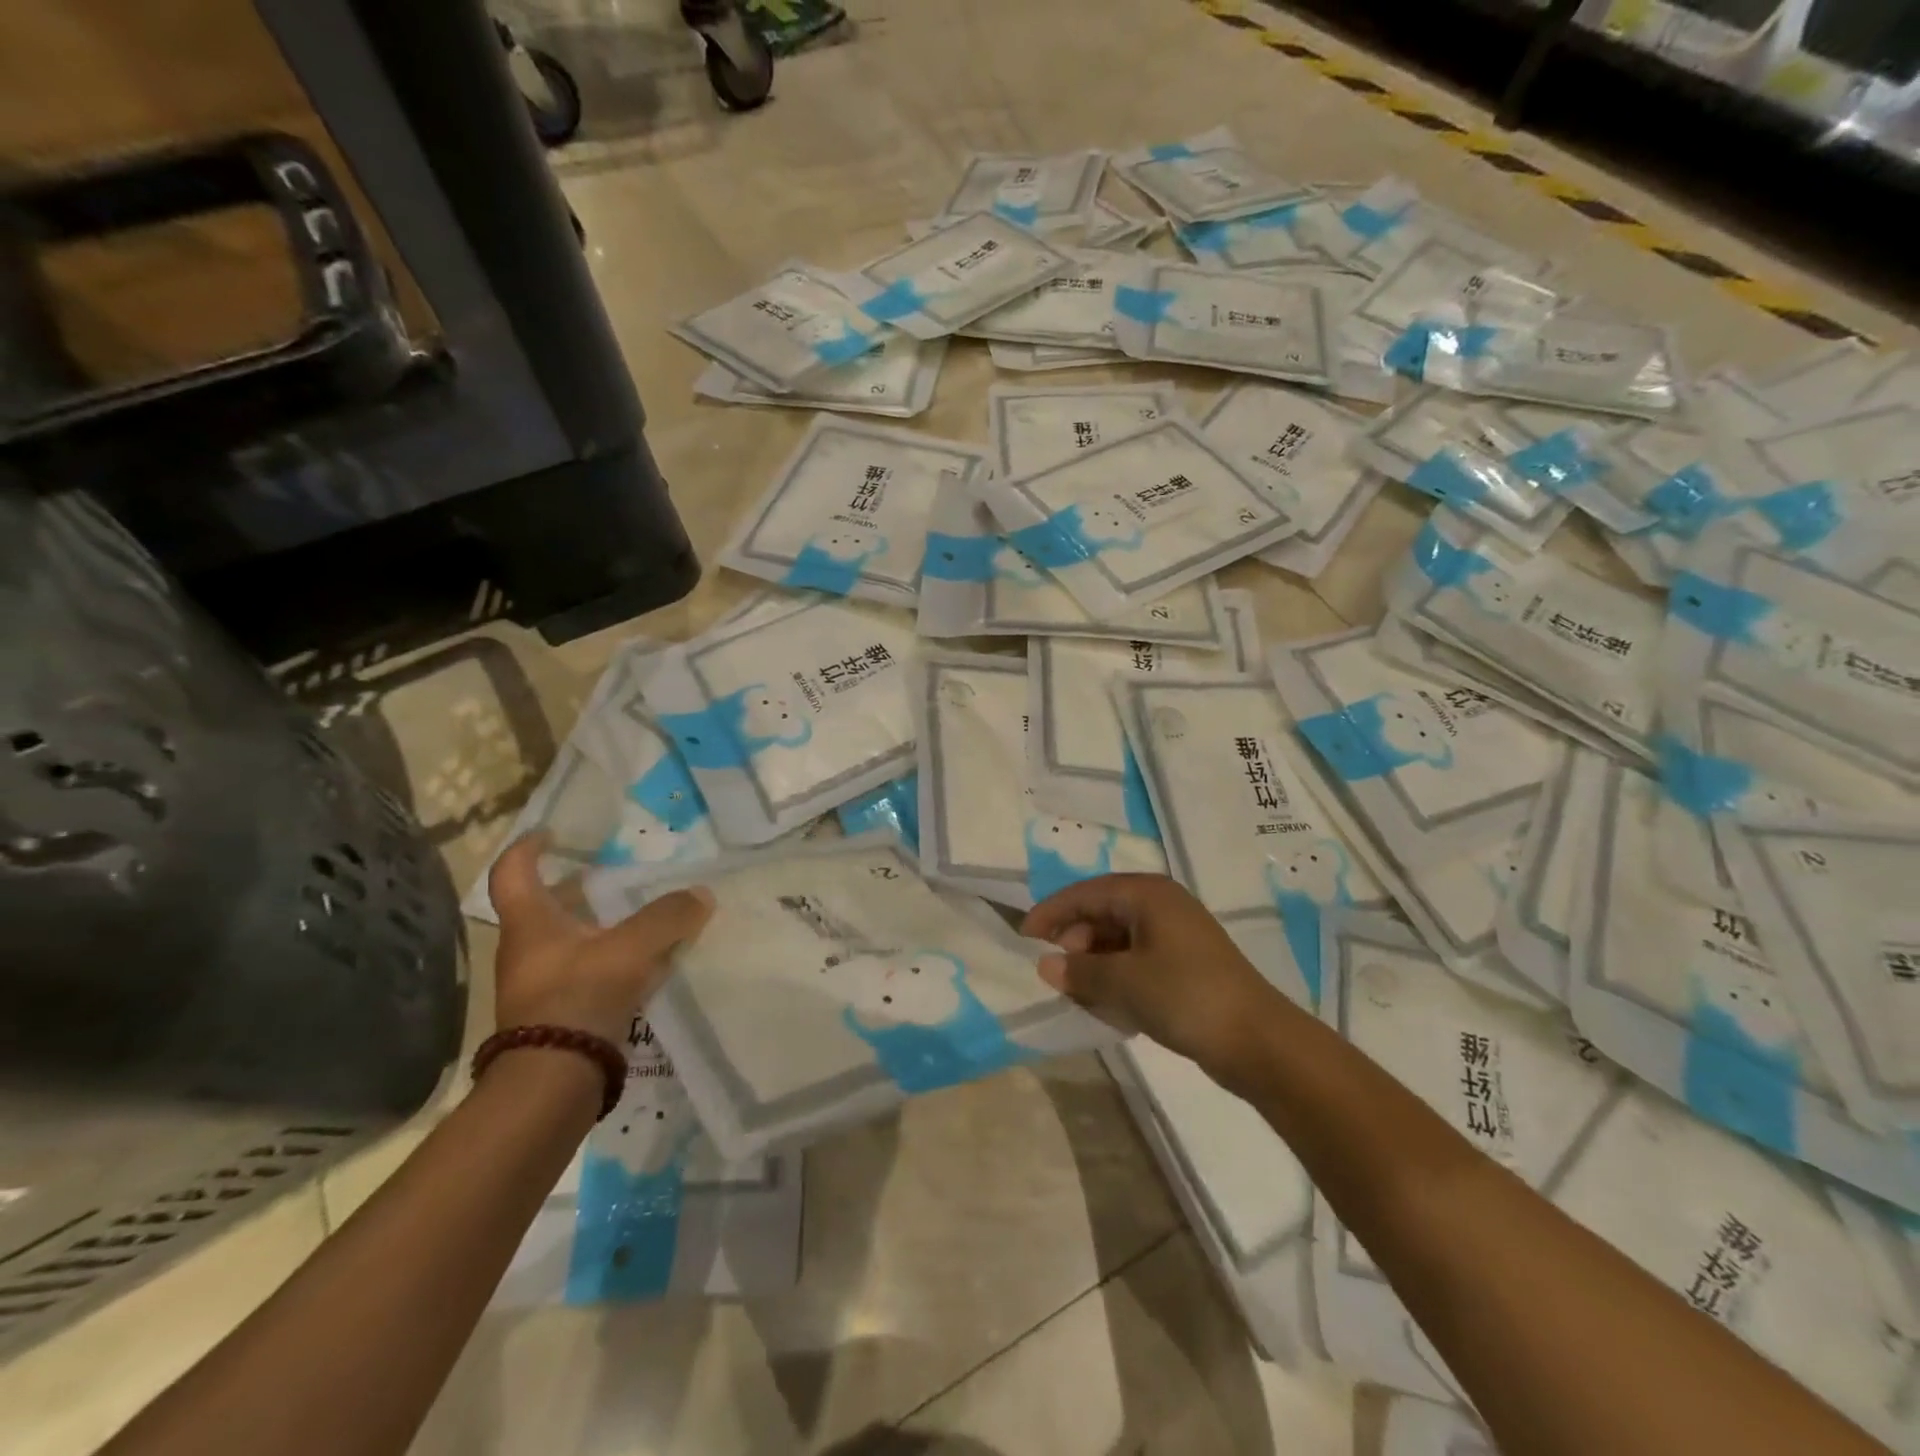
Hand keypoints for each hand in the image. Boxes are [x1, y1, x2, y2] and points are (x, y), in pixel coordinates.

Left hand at [487, 833, 713, 1044]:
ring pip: (570, 941)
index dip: (529, 847)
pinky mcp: (558, 1014)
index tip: (552, 833)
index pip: (515, 872)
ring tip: (640, 918)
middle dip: (578, 890)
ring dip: (599, 926)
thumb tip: (700, 895)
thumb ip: (668, 917)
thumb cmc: (580, 997)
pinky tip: (645, 964)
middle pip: (546, 908)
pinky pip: (586, 972)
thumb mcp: (631, 948)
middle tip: (614, 878)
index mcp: (532, 923)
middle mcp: (528, 950)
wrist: (554, 1082)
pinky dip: (611, 959)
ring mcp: (540, 985)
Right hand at [1021, 874, 1287, 1076]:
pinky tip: (1111, 1007)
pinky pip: (1138, 961)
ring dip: (1095, 964)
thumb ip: (1079, 971)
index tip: (1024, 935)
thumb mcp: (1123, 983)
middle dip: (1075, 942)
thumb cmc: (1184, 996)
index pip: (1086, 893)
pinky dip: (1118, 978)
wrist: (1258, 1041)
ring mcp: (1177, 936)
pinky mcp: (1187, 965)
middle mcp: (1162, 906)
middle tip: (1057, 972)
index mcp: (1147, 894)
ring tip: (1080, 994)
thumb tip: (1045, 964)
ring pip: (1119, 940)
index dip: (1052, 912)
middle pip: (1103, 913)